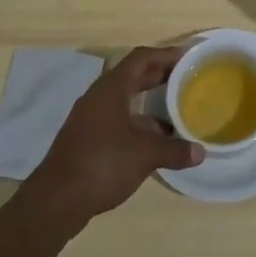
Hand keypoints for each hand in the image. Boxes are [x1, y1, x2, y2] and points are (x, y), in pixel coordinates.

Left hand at [25, 46, 201, 229]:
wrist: (55, 201)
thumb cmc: (102, 164)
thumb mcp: (145, 155)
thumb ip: (174, 150)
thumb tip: (200, 152)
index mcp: (112, 88)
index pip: (141, 58)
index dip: (165, 54)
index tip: (188, 57)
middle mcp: (99, 97)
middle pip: (133, 76)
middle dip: (159, 76)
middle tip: (186, 79)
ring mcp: (90, 119)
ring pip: (125, 101)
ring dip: (150, 103)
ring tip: (176, 111)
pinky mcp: (87, 140)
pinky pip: (118, 120)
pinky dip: (138, 123)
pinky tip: (155, 141)